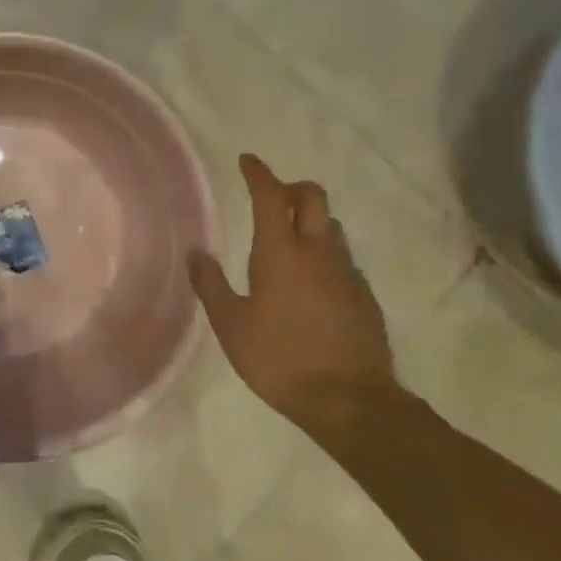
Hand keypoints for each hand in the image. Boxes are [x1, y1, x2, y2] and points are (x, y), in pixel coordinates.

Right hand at [188, 153, 400, 439]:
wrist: (350, 400)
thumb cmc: (279, 358)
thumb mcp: (230, 325)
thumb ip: (211, 285)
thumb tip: (196, 252)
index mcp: (280, 252)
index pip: (270, 196)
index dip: (258, 174)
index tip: (247, 160)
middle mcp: (318, 252)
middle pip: (313, 197)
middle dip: (292, 187)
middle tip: (271, 197)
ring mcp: (347, 272)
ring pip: (331, 227)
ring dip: (310, 220)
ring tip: (288, 241)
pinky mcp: (364, 296)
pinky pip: (342, 258)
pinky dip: (324, 254)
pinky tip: (310, 283)